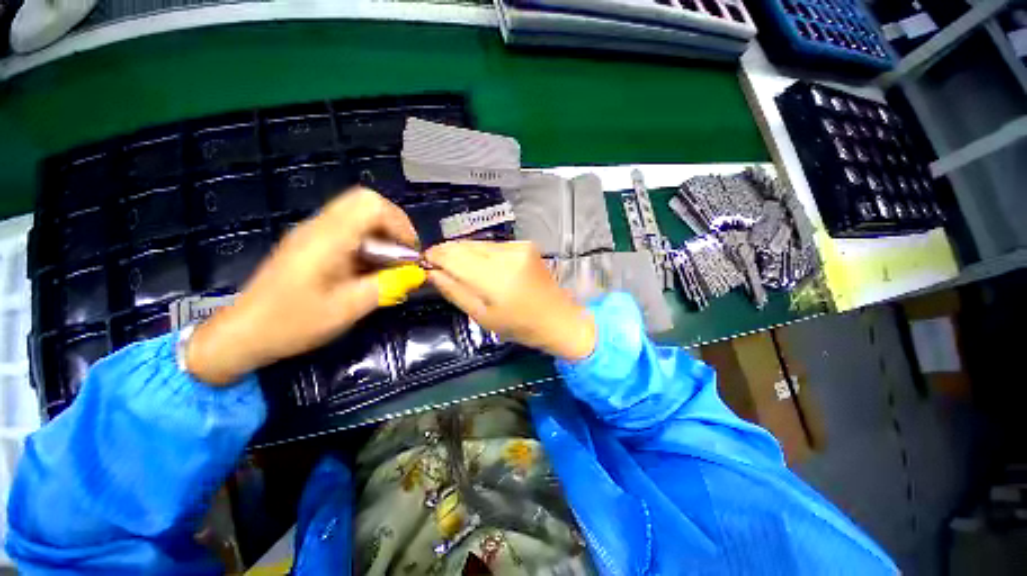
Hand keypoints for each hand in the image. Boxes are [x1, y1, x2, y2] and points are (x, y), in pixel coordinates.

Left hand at [186, 188, 426, 385]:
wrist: (243, 334)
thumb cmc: (293, 323)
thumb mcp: (348, 308)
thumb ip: (387, 286)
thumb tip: (418, 273)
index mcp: (327, 238)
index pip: (372, 205)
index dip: (400, 224)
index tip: (409, 253)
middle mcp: (319, 227)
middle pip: (366, 203)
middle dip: (394, 226)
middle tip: (403, 254)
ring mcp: (313, 233)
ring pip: (359, 214)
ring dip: (382, 235)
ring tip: (389, 264)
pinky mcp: (311, 243)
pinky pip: (349, 229)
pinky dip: (368, 243)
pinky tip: (369, 269)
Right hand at [425, 241, 595, 360]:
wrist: (558, 317)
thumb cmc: (519, 325)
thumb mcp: (481, 316)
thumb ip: (454, 291)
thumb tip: (431, 271)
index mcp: (495, 277)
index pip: (453, 256)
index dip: (435, 256)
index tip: (425, 261)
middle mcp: (507, 254)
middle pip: (465, 245)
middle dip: (448, 253)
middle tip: (438, 265)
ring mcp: (518, 246)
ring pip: (478, 243)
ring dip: (465, 253)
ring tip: (460, 268)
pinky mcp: (525, 244)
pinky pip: (493, 245)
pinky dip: (482, 253)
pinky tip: (484, 266)